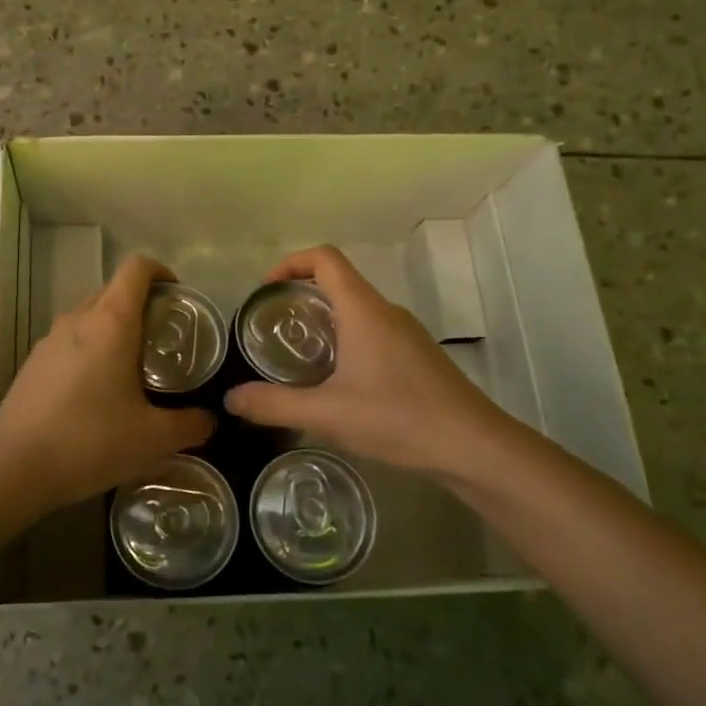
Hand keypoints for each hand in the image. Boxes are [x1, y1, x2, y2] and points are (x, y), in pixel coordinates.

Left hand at [0, 254, 214, 506]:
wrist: (13, 467)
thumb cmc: (90, 440)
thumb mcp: (153, 439)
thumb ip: (190, 425)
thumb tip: (209, 420)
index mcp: (111, 322)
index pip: (137, 268)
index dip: (161, 272)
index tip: (178, 298)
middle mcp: (78, 319)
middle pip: (114, 290)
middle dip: (142, 305)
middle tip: (164, 340)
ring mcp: (49, 339)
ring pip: (89, 316)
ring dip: (113, 329)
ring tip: (133, 368)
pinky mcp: (32, 363)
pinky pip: (69, 342)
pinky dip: (89, 351)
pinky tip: (96, 393)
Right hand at [224, 245, 521, 479]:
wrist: (475, 447)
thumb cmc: (399, 418)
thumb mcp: (328, 414)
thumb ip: (274, 405)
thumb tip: (231, 398)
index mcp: (363, 310)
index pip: (325, 258)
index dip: (290, 262)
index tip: (265, 290)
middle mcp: (385, 311)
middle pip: (338, 282)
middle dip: (300, 296)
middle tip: (271, 329)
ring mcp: (405, 333)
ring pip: (356, 309)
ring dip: (323, 320)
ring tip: (296, 357)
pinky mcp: (416, 356)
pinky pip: (371, 331)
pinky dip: (345, 340)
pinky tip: (335, 382)